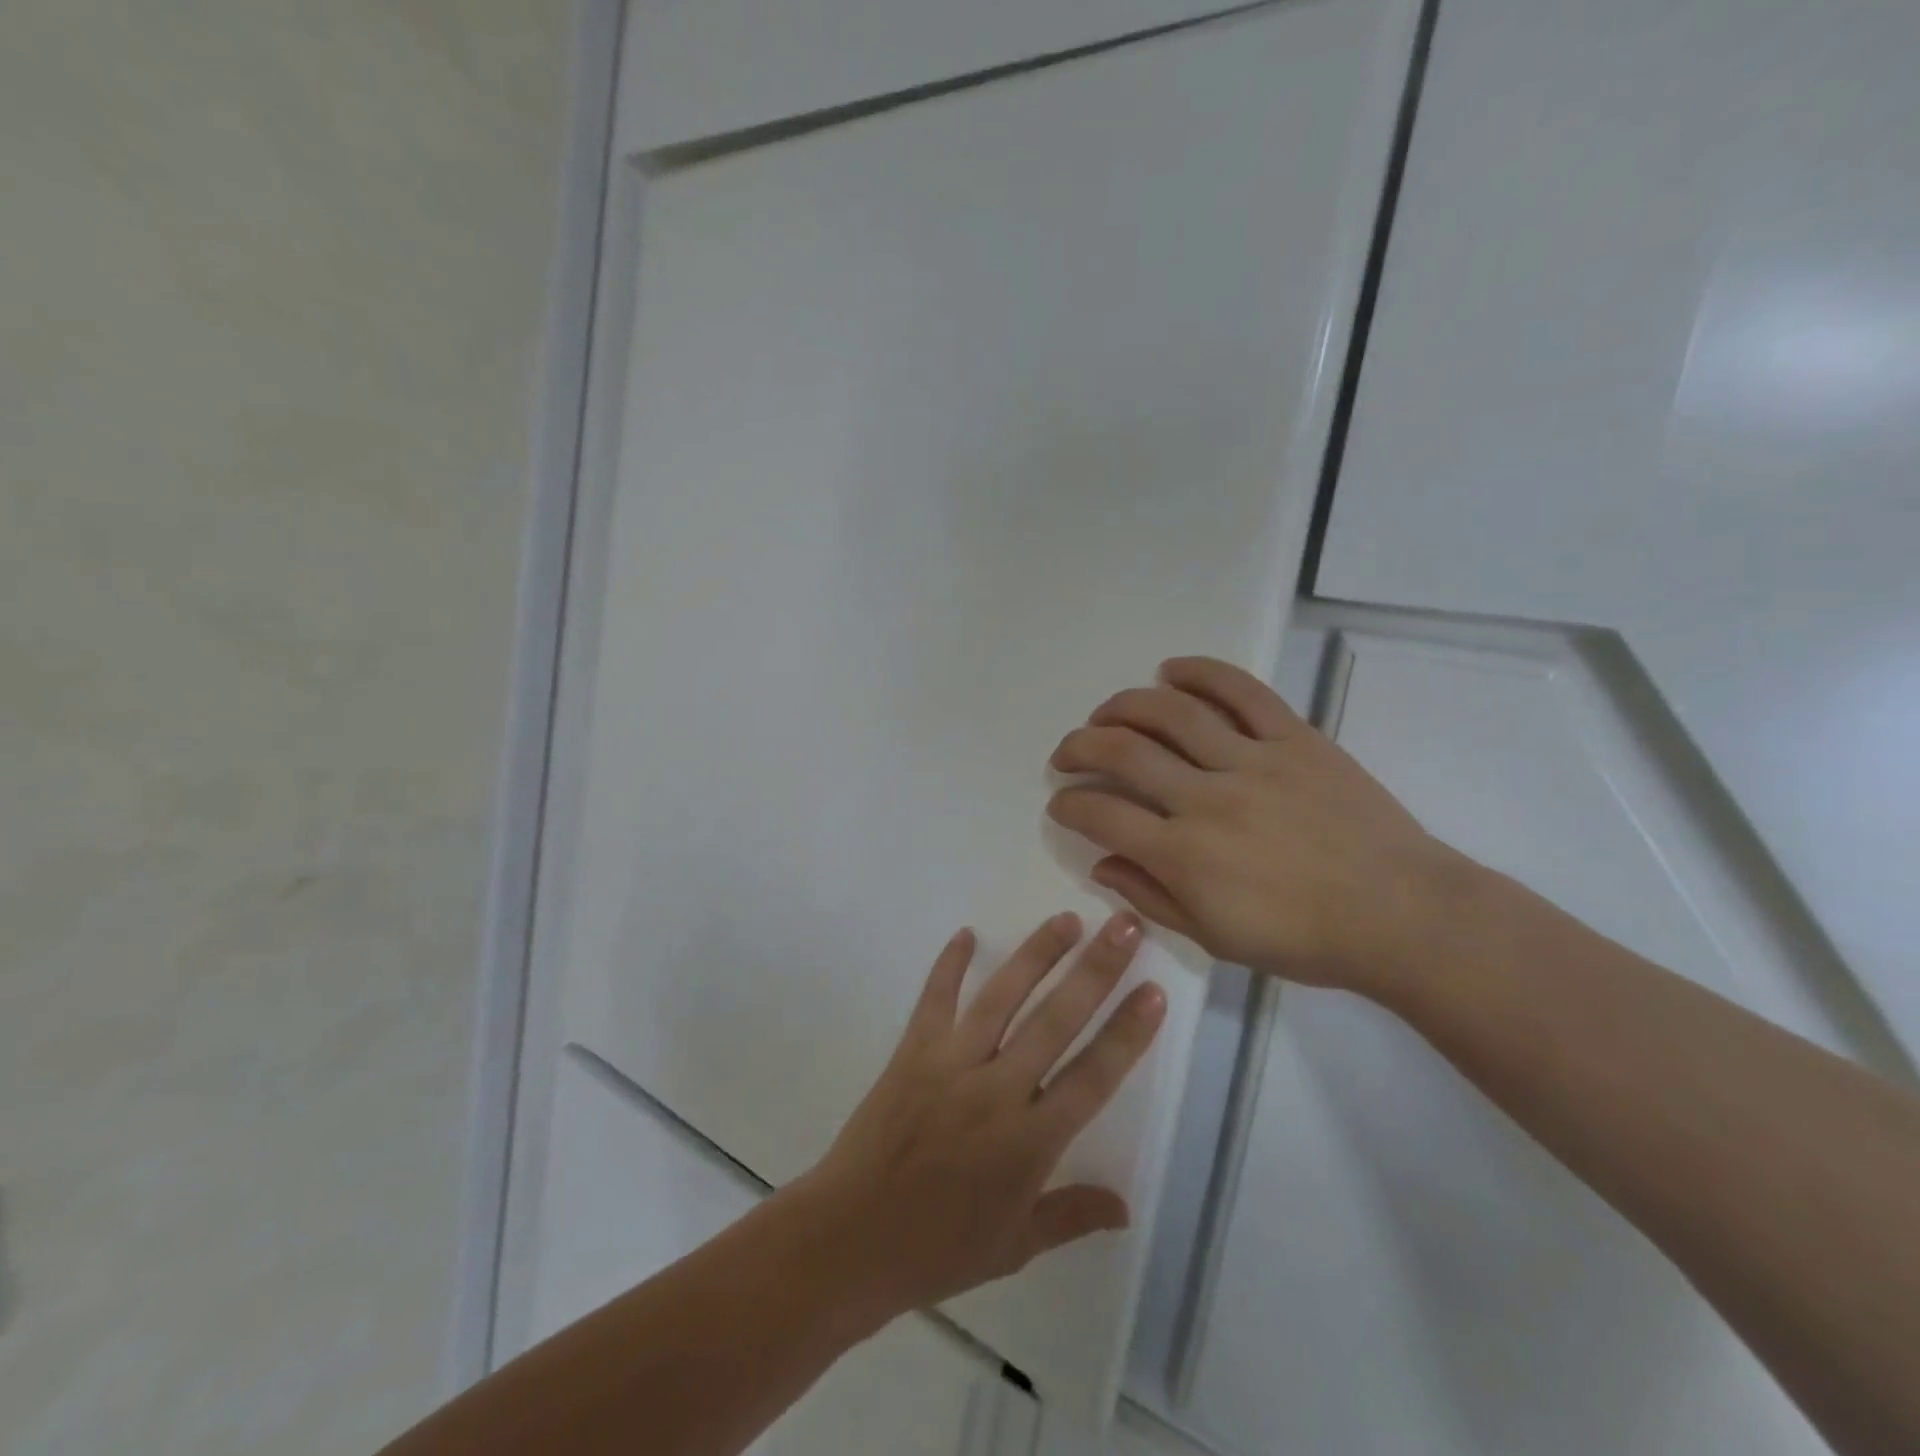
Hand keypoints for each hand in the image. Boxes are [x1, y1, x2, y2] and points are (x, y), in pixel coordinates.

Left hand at [794, 912, 1165, 1325]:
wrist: (850, 1240)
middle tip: (1125, 926)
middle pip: (1056, 1020)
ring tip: (1068, 919)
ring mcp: (951, 1064)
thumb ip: (1071, 1216)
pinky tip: (967, 933)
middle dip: (1096, 970)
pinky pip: (935, 998)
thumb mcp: (1014, 1246)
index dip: (1128, 1033)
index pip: (1093, 1077)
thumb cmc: (938, 1250)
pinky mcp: (912, 1051)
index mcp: (1030, 1142)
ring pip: (1002, 997)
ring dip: (1037, 954)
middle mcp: (996, 1091)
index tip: (1154, 990)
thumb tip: (1126, 1207)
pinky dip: (950, 964)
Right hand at [1045, 656, 1465, 993]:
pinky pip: (1241, 692)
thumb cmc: (1304, 939)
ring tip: (1106, 712)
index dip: (1068, 804)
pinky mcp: (1294, 738)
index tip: (1061, 802)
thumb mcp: (1215, 938)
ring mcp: (1252, 761)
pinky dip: (1201, 673)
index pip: (1101, 814)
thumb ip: (1150, 897)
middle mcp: (1207, 798)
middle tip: (1067, 752)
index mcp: (1184, 855)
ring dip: (1124, 705)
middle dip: (1079, 746)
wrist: (1401, 915)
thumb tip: (1099, 863)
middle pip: (1123, 752)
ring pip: (1171, 712)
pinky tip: (1170, 670)